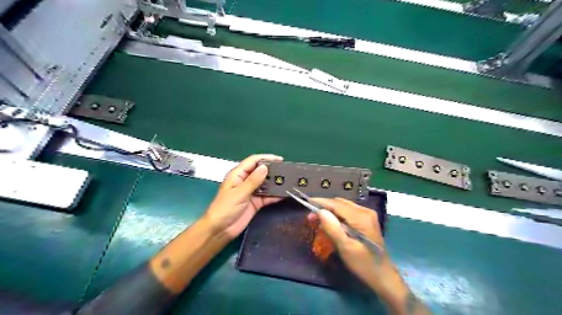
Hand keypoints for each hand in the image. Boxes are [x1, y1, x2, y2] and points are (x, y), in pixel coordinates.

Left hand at [202, 152, 282, 237]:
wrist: (220, 230)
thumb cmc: (225, 208)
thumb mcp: (239, 193)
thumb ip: (253, 181)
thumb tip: (265, 167)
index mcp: (238, 175)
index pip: (253, 161)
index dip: (266, 158)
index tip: (280, 159)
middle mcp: (245, 181)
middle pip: (261, 171)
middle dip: (273, 170)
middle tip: (287, 171)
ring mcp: (251, 192)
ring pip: (266, 184)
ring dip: (276, 183)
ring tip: (289, 181)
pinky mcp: (256, 202)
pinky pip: (267, 196)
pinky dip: (275, 195)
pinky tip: (285, 194)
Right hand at [310, 198, 395, 292]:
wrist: (383, 276)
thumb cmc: (363, 264)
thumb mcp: (345, 248)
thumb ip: (332, 228)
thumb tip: (320, 211)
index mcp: (361, 217)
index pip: (337, 204)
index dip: (321, 202)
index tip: (306, 202)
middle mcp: (366, 211)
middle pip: (340, 203)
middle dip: (324, 207)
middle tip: (310, 216)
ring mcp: (368, 215)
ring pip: (344, 206)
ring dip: (330, 211)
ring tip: (317, 219)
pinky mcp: (367, 220)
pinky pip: (348, 212)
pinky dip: (337, 215)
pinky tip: (330, 222)